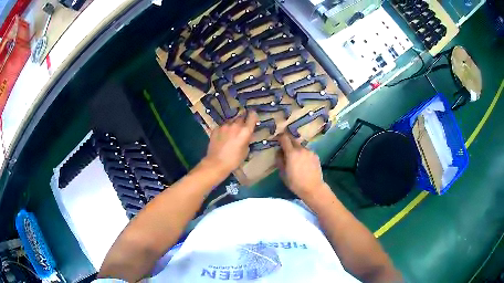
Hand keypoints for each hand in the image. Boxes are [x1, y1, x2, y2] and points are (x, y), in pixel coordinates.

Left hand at [203, 111, 257, 173]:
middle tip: (242, 129)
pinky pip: (223, 126)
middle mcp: (235, 125)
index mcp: (245, 131)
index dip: (253, 116)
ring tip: (232, 133)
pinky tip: (223, 137)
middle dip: (243, 121)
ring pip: (231, 121)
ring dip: (233, 125)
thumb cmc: (234, 160)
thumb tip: (248, 135)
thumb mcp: (245, 151)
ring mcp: (224, 126)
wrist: (216, 163)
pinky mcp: (216, 128)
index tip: (253, 118)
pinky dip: (225, 129)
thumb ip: (247, 140)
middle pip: (241, 117)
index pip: (252, 116)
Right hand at [276, 133, 326, 199]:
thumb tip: (279, 152)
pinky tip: (304, 163)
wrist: (313, 188)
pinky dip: (303, 154)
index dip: (279, 137)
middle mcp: (301, 149)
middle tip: (284, 148)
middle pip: (293, 139)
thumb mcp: (283, 173)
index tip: (277, 139)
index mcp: (291, 153)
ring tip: (295, 158)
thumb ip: (280, 160)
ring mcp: (310, 151)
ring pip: (300, 146)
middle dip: (288, 141)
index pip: (284, 138)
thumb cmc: (295, 182)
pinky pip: (307, 151)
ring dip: (296, 149)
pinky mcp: (316, 155)